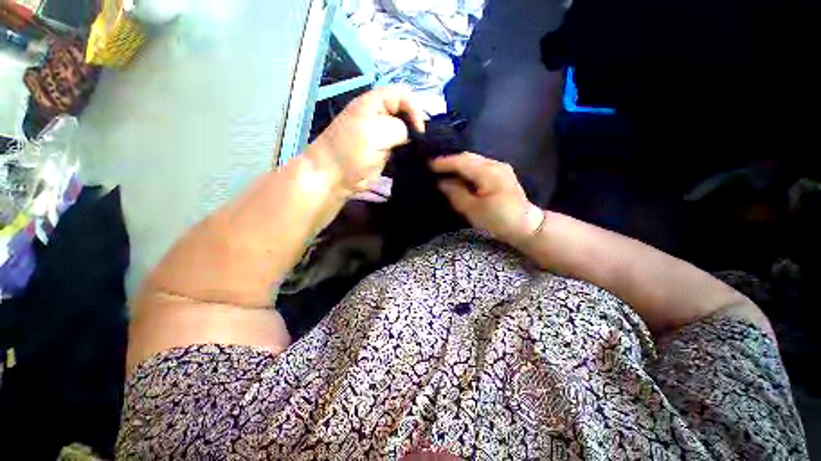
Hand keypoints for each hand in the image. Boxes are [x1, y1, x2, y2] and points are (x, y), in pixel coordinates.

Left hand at [307, 87, 425, 194]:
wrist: (334, 177)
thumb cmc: (351, 151)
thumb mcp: (376, 133)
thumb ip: (399, 129)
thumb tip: (411, 136)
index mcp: (374, 103)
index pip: (403, 95)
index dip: (414, 109)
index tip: (419, 132)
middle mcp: (379, 116)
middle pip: (405, 113)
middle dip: (415, 127)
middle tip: (420, 145)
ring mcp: (381, 135)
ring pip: (404, 133)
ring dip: (412, 142)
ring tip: (417, 154)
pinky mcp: (383, 152)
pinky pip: (400, 148)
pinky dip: (407, 153)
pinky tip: (411, 160)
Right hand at [431, 153, 543, 245]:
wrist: (525, 224)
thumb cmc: (498, 220)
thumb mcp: (473, 210)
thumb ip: (456, 194)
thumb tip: (442, 182)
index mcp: (488, 174)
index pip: (462, 162)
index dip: (444, 162)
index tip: (429, 164)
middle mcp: (495, 165)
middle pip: (468, 157)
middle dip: (450, 161)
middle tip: (434, 167)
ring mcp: (500, 167)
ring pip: (474, 159)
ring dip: (458, 163)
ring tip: (444, 170)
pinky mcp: (502, 172)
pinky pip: (480, 164)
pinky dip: (467, 167)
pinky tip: (460, 174)